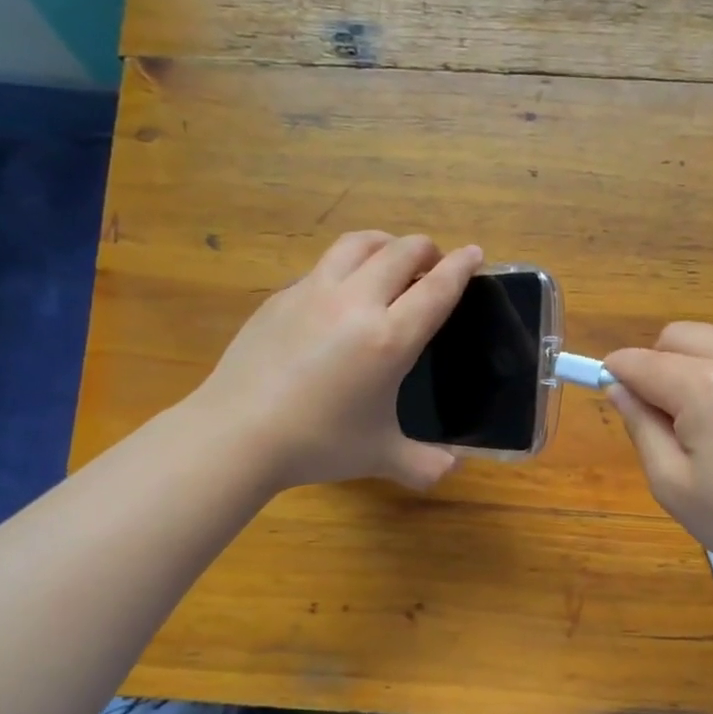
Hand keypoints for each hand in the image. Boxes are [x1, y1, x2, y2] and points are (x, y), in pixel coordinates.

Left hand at [190, 231, 482, 490]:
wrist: (237, 433)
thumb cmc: (317, 443)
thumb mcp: (380, 456)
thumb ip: (423, 464)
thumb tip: (451, 470)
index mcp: (389, 338)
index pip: (436, 288)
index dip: (461, 266)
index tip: (475, 252)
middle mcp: (355, 303)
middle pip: (400, 252)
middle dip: (426, 249)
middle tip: (434, 262)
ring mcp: (313, 293)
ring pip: (357, 244)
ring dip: (384, 243)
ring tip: (390, 257)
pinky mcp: (281, 297)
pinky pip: (323, 266)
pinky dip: (346, 266)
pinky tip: (341, 292)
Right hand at [604, 324, 712, 593]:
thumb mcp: (672, 484)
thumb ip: (640, 426)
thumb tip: (618, 388)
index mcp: (708, 387)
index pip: (643, 361)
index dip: (616, 373)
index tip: (608, 391)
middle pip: (680, 336)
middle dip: (656, 362)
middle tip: (660, 414)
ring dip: (693, 368)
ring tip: (703, 424)